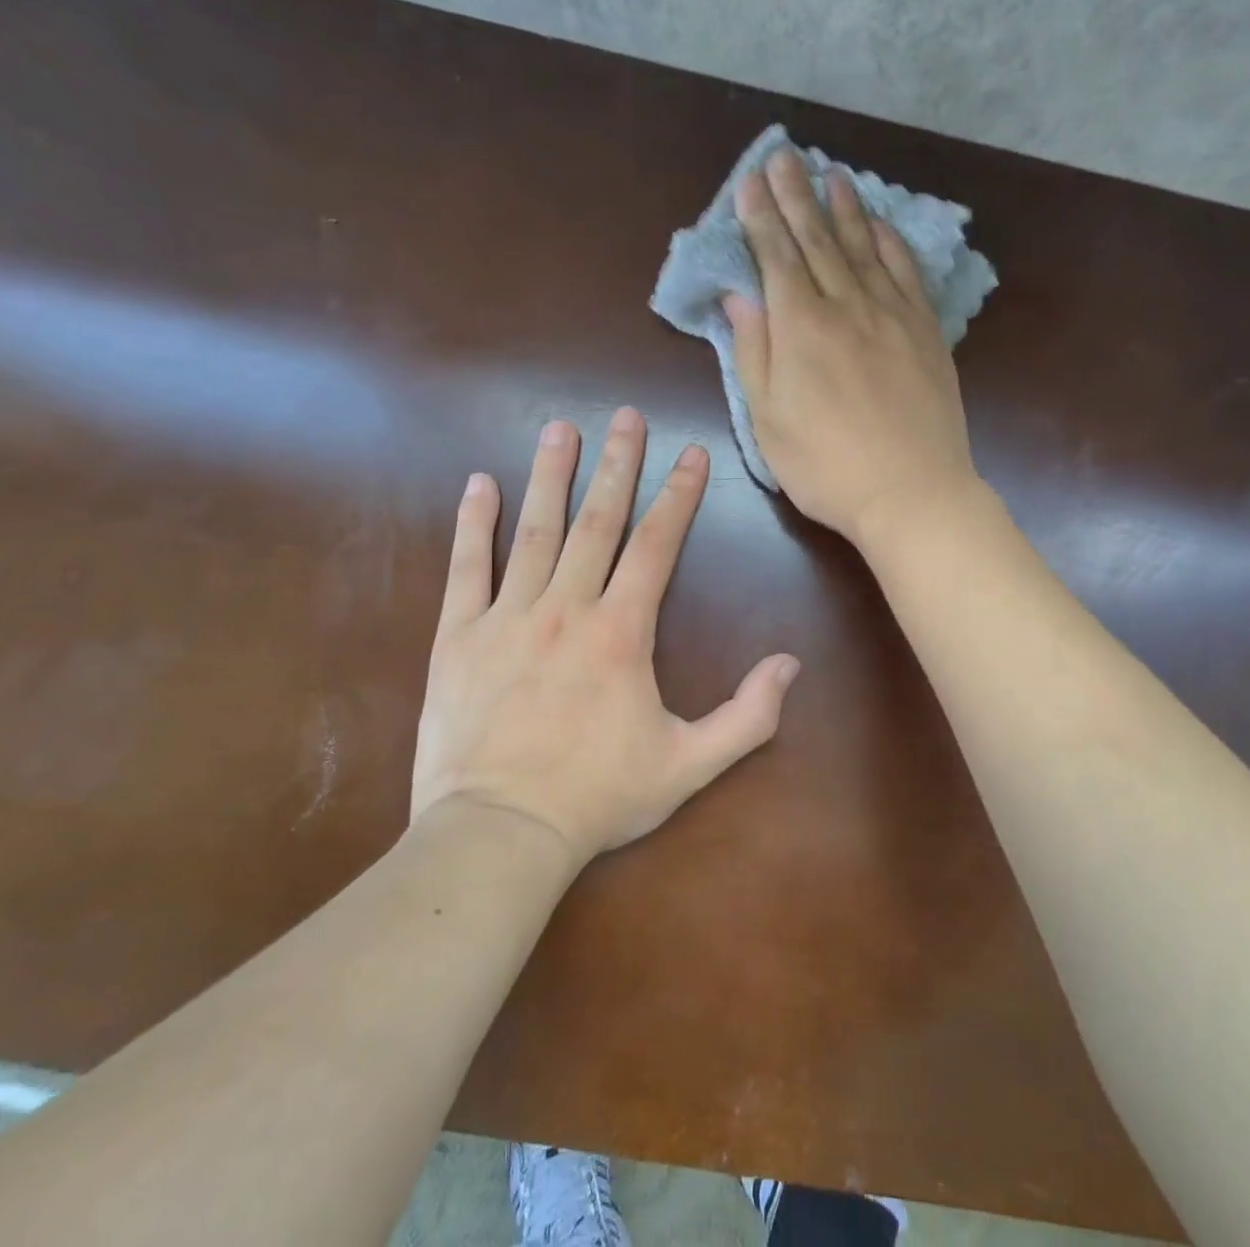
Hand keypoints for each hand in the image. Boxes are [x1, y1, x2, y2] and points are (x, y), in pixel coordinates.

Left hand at [410, 410, 799, 864]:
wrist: (499, 833)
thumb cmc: (598, 797)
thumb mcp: (689, 765)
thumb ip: (748, 716)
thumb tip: (791, 664)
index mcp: (622, 632)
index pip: (657, 545)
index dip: (678, 495)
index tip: (690, 453)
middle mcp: (566, 608)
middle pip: (598, 521)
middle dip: (616, 465)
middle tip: (625, 416)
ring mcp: (507, 617)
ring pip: (533, 531)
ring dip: (550, 476)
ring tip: (560, 428)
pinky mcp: (459, 637)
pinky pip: (466, 568)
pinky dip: (473, 524)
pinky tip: (479, 484)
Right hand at [726, 146, 978, 546]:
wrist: (911, 492)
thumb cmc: (827, 467)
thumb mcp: (769, 420)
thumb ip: (754, 353)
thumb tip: (739, 297)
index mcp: (801, 327)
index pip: (776, 256)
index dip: (760, 217)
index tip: (750, 182)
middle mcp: (846, 306)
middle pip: (817, 239)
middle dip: (796, 195)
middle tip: (784, 157)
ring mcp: (892, 315)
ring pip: (863, 247)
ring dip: (844, 207)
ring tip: (831, 174)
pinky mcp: (925, 331)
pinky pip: (906, 272)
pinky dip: (890, 242)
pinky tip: (880, 224)